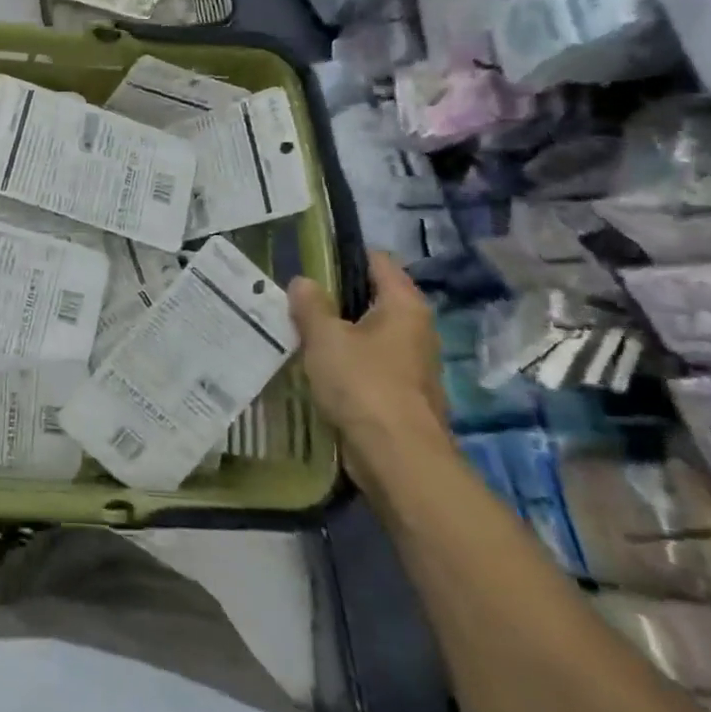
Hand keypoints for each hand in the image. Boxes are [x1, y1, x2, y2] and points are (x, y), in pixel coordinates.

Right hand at [288, 252, 452, 472]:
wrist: (397, 456)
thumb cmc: (363, 384)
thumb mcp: (325, 338)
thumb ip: (311, 306)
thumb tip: (303, 281)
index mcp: (404, 306)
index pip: (378, 262)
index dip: (344, 255)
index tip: (309, 258)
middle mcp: (416, 329)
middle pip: (372, 299)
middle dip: (335, 298)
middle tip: (294, 298)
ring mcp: (411, 364)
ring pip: (368, 335)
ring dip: (338, 334)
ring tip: (298, 332)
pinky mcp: (401, 394)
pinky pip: (368, 365)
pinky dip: (345, 363)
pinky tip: (315, 369)